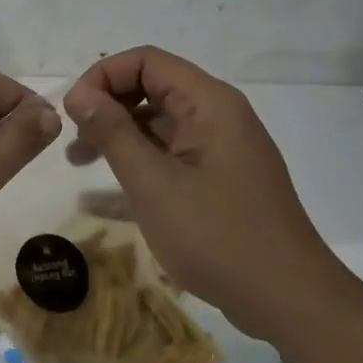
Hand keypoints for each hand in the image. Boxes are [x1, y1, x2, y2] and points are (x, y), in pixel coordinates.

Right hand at [62, 46, 352, 342]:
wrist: (289, 301)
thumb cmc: (217, 236)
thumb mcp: (153, 183)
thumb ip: (112, 132)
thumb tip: (78, 93)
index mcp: (209, 103)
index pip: (146, 61)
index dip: (103, 76)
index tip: (73, 111)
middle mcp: (218, 114)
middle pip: (152, 86)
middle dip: (107, 105)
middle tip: (74, 140)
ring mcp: (221, 147)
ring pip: (159, 120)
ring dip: (118, 133)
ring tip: (81, 162)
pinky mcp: (220, 176)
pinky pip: (171, 150)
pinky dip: (139, 158)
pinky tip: (111, 188)